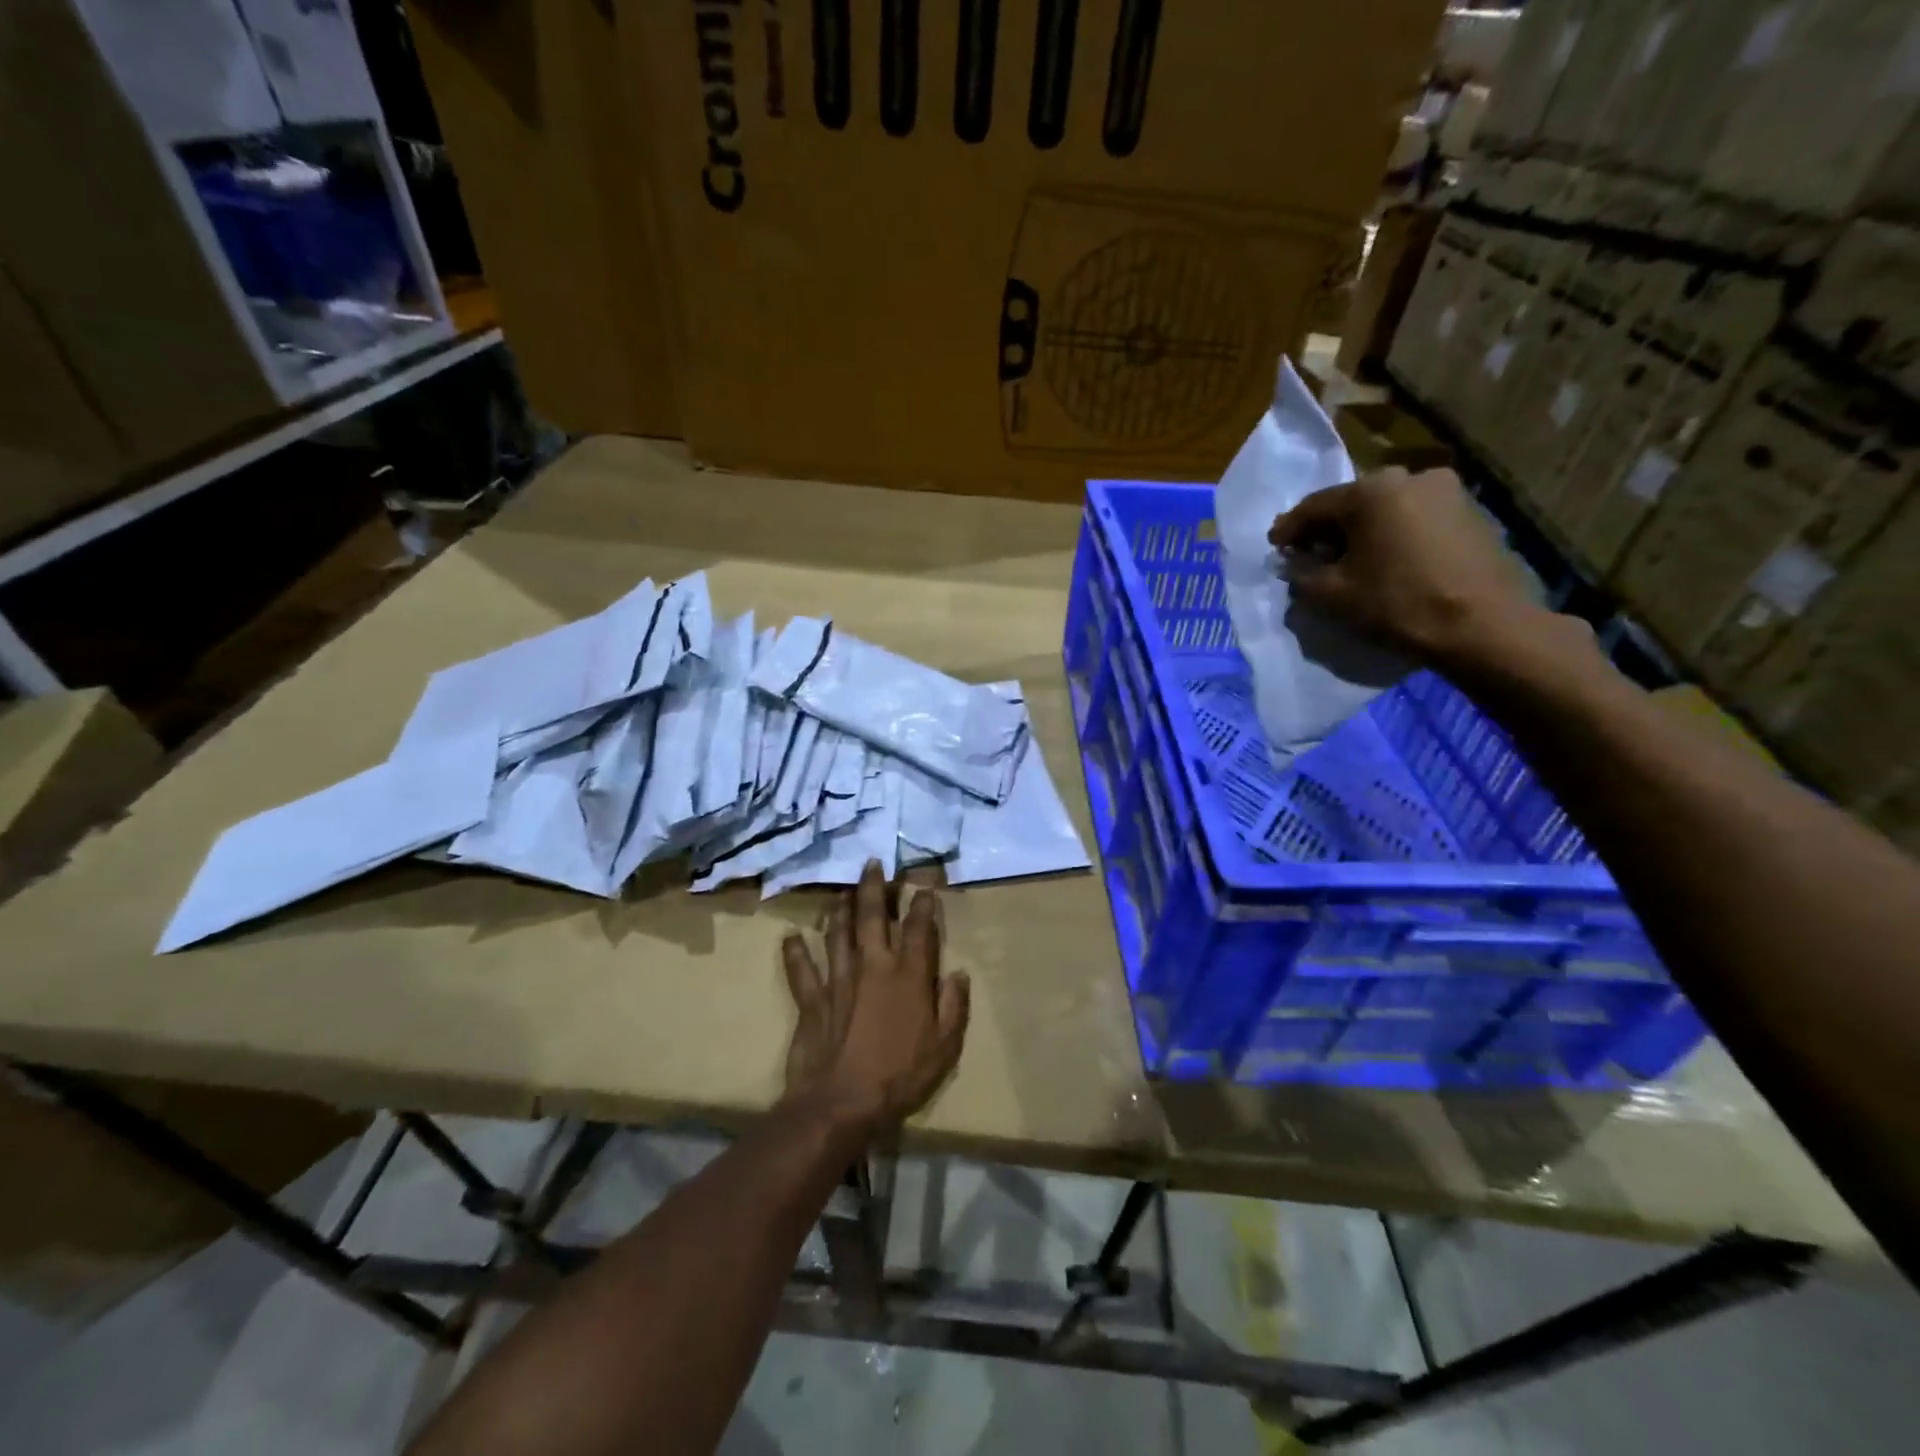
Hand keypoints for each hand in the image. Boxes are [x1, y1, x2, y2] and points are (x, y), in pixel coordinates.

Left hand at [780, 861, 969, 1135]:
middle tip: (872, 864)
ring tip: (841, 890)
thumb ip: (953, 1006)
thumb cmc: (901, 1074)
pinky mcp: (812, 1000)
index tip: (924, 887)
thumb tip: (958, 974)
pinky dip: (794, 953)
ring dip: (839, 910)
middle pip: (871, 918)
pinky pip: (801, 971)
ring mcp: (838, 980)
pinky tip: (790, 937)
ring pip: (837, 934)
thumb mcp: (944, 1046)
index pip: (917, 929)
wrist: (842, 1102)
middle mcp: (872, 966)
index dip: (922, 905)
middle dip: (873, 888)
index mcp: (908, 976)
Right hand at [1268, 466, 1545, 670]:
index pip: (1313, 506)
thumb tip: (1295, 563)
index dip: (1288, 529)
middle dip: (1327, 529)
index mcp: (1371, 491)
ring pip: (1386, 509)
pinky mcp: (1470, 512)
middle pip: (1352, 503)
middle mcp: (1409, 476)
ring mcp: (1446, 491)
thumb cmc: (1397, 604)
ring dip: (1362, 532)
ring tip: (1349, 561)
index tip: (1274, 548)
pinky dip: (1393, 536)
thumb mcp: (1331, 594)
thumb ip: (1302, 573)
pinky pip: (1414, 519)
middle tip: (1310, 555)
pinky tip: (1386, 561)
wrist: (1483, 625)